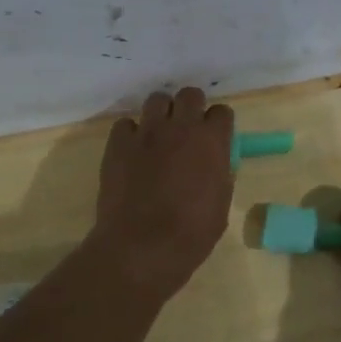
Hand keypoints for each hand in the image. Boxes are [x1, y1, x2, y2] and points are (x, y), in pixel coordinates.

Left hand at [91, 87, 234, 298]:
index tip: (215, 138)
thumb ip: (220, 175)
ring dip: (161, 114)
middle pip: (190, 94)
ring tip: (158, 136)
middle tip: (187, 130)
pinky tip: (132, 152)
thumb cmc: (191, 234)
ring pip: (156, 100)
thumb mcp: (220, 205)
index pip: (222, 112)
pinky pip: (126, 124)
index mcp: (212, 142)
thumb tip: (216, 165)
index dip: (218, 125)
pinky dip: (131, 133)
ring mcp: (147, 132)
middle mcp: (181, 127)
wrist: (142, 247)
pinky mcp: (118, 143)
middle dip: (191, 108)